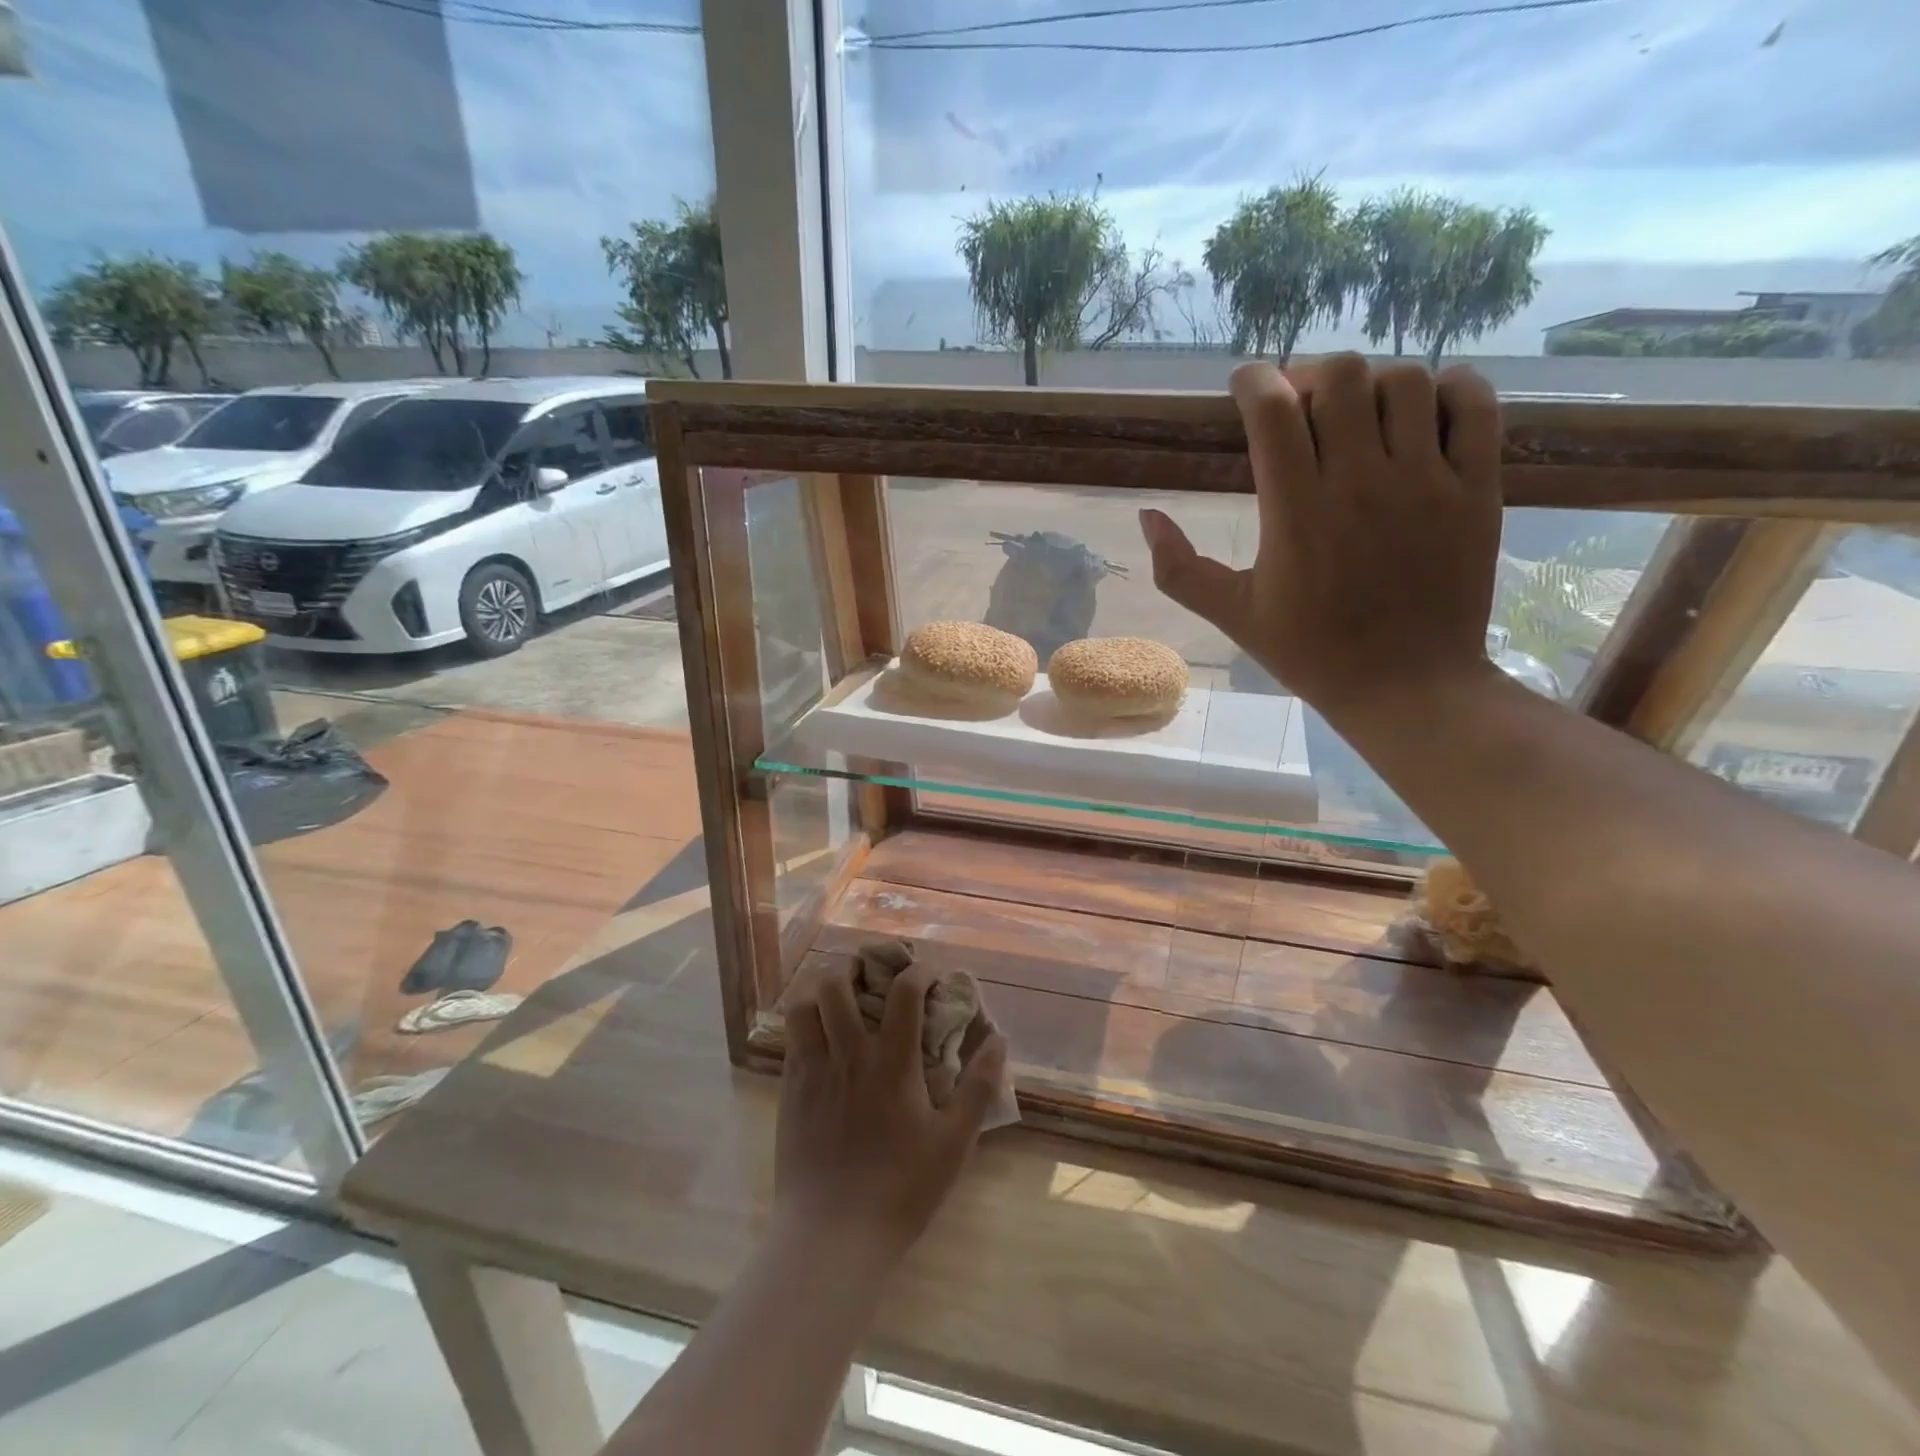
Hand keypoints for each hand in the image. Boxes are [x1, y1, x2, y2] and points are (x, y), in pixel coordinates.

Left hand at [775, 960, 1007, 1263]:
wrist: (832, 1236)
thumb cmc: (901, 1189)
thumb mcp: (954, 1142)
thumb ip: (978, 1087)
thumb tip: (998, 1040)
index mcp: (891, 1062)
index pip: (903, 992)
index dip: (917, 971)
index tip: (927, 974)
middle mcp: (848, 1055)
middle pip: (837, 983)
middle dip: (854, 964)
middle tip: (869, 971)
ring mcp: (812, 1071)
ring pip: (803, 1005)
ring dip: (819, 989)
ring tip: (837, 993)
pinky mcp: (789, 1092)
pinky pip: (790, 1039)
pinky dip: (804, 1022)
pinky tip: (819, 1034)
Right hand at [1140, 355, 1504, 721]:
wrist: (1406, 687)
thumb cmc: (1310, 652)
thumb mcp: (1233, 615)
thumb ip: (1180, 569)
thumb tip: (1146, 516)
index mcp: (1296, 513)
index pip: (1274, 412)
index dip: (1254, 381)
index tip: (1244, 385)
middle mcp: (1361, 483)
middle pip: (1342, 378)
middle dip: (1311, 377)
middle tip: (1301, 405)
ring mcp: (1427, 482)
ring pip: (1406, 382)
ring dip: (1373, 384)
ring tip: (1358, 414)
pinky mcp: (1478, 489)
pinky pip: (1475, 406)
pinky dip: (1451, 388)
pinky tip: (1427, 407)